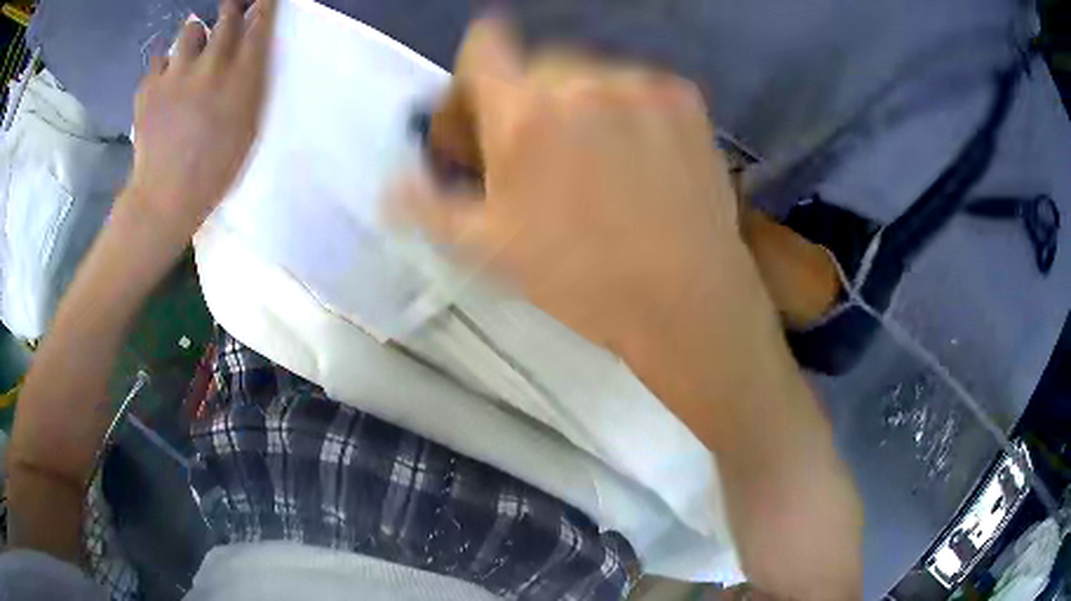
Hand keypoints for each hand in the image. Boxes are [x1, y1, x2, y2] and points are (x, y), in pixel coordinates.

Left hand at [122, 0, 276, 254]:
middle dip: (230, 8)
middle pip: (225, 16)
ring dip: (194, 36)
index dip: (262, 4)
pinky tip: (165, 84)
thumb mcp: (247, 125)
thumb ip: (249, 81)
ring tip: (190, 55)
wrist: (166, 197)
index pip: (258, 24)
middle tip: (229, 11)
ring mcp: (176, 73)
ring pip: (189, 30)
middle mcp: (211, 65)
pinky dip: (164, 66)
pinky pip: (159, 60)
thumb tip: (246, 51)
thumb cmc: (215, 168)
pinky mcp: (149, 86)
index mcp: (241, 77)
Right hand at [393, 19, 753, 356]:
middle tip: (542, 148)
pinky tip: (642, 156)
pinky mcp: (684, 97)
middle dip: (527, 96)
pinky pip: (638, 85)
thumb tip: (388, 187)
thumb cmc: (580, 278)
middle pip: (536, 62)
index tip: (487, 104)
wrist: (685, 298)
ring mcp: (641, 83)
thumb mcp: (487, 250)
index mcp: (524, 113)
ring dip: (580, 101)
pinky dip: (629, 108)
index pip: (484, 43)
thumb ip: (427, 205)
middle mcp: (582, 79)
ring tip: (598, 158)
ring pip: (590, 72)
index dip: (477, 70)